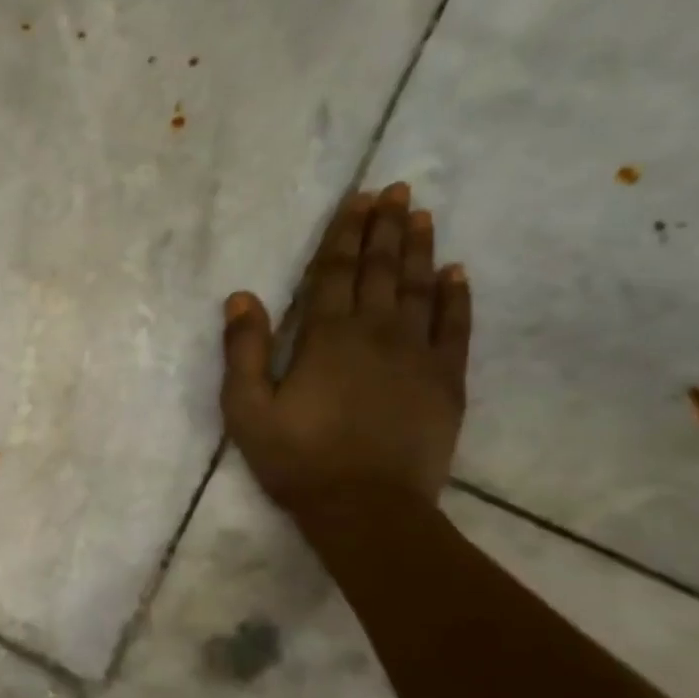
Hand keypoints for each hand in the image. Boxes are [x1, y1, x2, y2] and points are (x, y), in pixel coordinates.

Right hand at [221, 183, 471, 514]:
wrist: (365, 507)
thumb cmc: (296, 458)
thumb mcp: (247, 409)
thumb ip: (243, 351)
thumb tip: (241, 297)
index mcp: (326, 337)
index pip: (334, 272)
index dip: (344, 233)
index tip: (358, 198)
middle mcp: (376, 332)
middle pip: (380, 269)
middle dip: (385, 227)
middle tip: (395, 190)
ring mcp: (418, 354)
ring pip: (420, 288)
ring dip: (419, 249)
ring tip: (421, 215)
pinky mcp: (446, 380)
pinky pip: (455, 327)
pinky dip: (456, 296)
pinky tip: (456, 272)